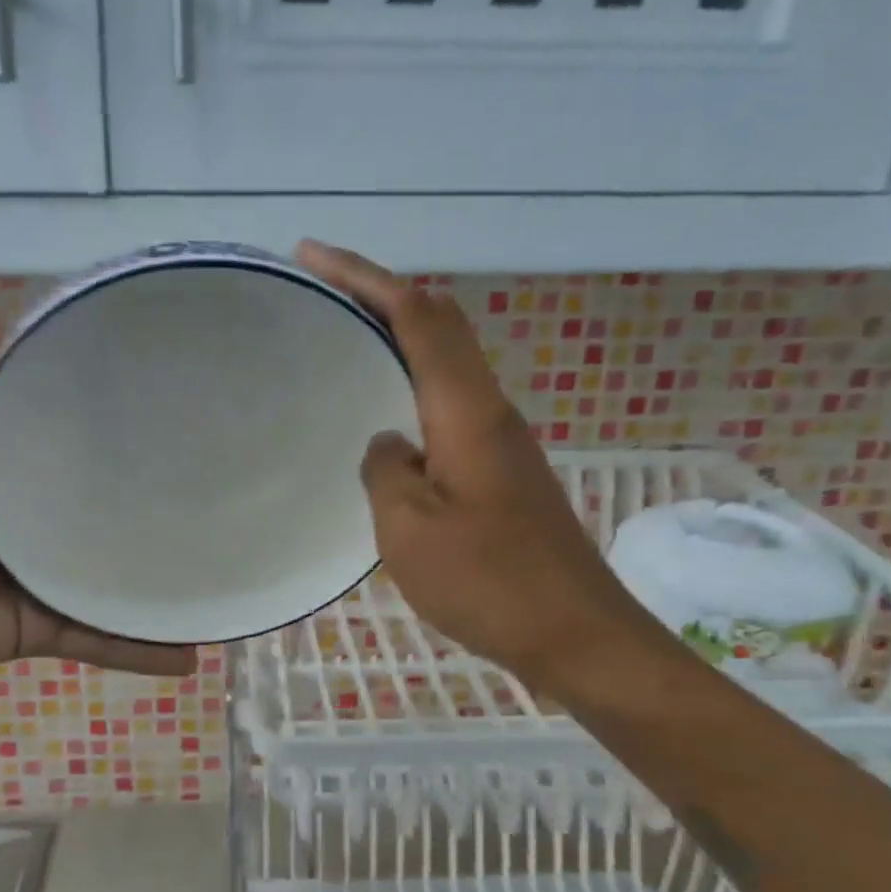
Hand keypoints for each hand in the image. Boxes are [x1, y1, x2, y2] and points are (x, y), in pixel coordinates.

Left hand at [0, 271, 197, 692]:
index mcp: (4, 470)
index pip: (67, 435)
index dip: (111, 414)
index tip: (169, 393)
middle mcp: (28, 518)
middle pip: (98, 506)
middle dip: (147, 498)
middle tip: (216, 478)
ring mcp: (39, 575)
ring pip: (110, 574)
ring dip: (156, 578)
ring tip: (220, 567)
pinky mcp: (40, 627)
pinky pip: (99, 637)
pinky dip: (139, 648)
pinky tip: (191, 651)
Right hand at [296, 241, 669, 692]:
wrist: (577, 635)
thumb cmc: (489, 582)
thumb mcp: (408, 529)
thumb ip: (385, 470)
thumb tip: (387, 441)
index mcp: (466, 411)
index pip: (417, 315)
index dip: (364, 277)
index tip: (312, 256)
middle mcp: (490, 410)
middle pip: (439, 324)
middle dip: (380, 294)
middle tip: (323, 291)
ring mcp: (501, 441)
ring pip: (447, 363)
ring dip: (398, 337)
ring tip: (344, 341)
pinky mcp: (503, 471)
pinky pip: (449, 404)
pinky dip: (411, 385)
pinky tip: (383, 415)